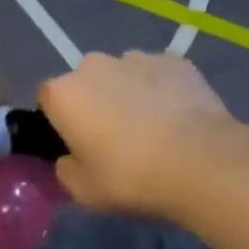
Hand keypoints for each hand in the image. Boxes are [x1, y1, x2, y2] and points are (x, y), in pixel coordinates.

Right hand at [37, 51, 237, 216]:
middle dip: (95, 102)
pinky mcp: (175, 60)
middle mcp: (94, 65)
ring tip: (153, 128)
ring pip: (123, 74)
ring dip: (129, 93)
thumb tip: (69, 157)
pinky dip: (162, 90)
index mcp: (64, 93)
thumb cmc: (131, 177)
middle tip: (115, 138)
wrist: (201, 162)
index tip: (75, 144)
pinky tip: (178, 117)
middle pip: (86, 81)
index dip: (59, 120)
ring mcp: (137, 57)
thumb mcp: (83, 191)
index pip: (47, 99)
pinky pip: (159, 74)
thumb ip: (65, 169)